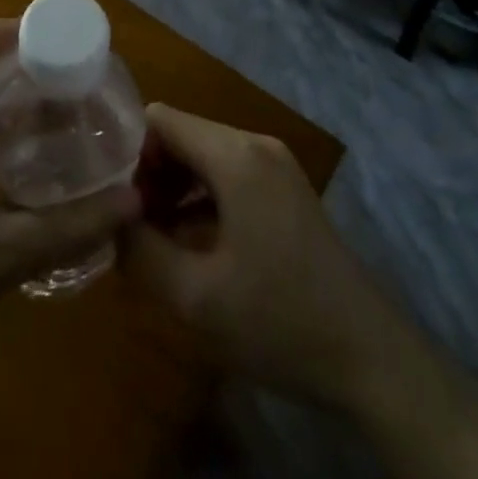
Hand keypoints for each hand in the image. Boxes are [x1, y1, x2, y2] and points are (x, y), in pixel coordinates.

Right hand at [123, 103, 415, 411]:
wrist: (371, 359)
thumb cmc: (280, 322)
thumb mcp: (196, 297)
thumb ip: (140, 250)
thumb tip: (109, 220)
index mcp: (234, 155)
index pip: (160, 119)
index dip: (126, 148)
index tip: (106, 191)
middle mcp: (254, 144)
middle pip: (182, 134)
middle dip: (147, 171)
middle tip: (123, 219)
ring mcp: (274, 165)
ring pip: (203, 154)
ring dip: (171, 185)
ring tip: (145, 232)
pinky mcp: (285, 189)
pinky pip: (227, 174)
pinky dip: (199, 196)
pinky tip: (182, 239)